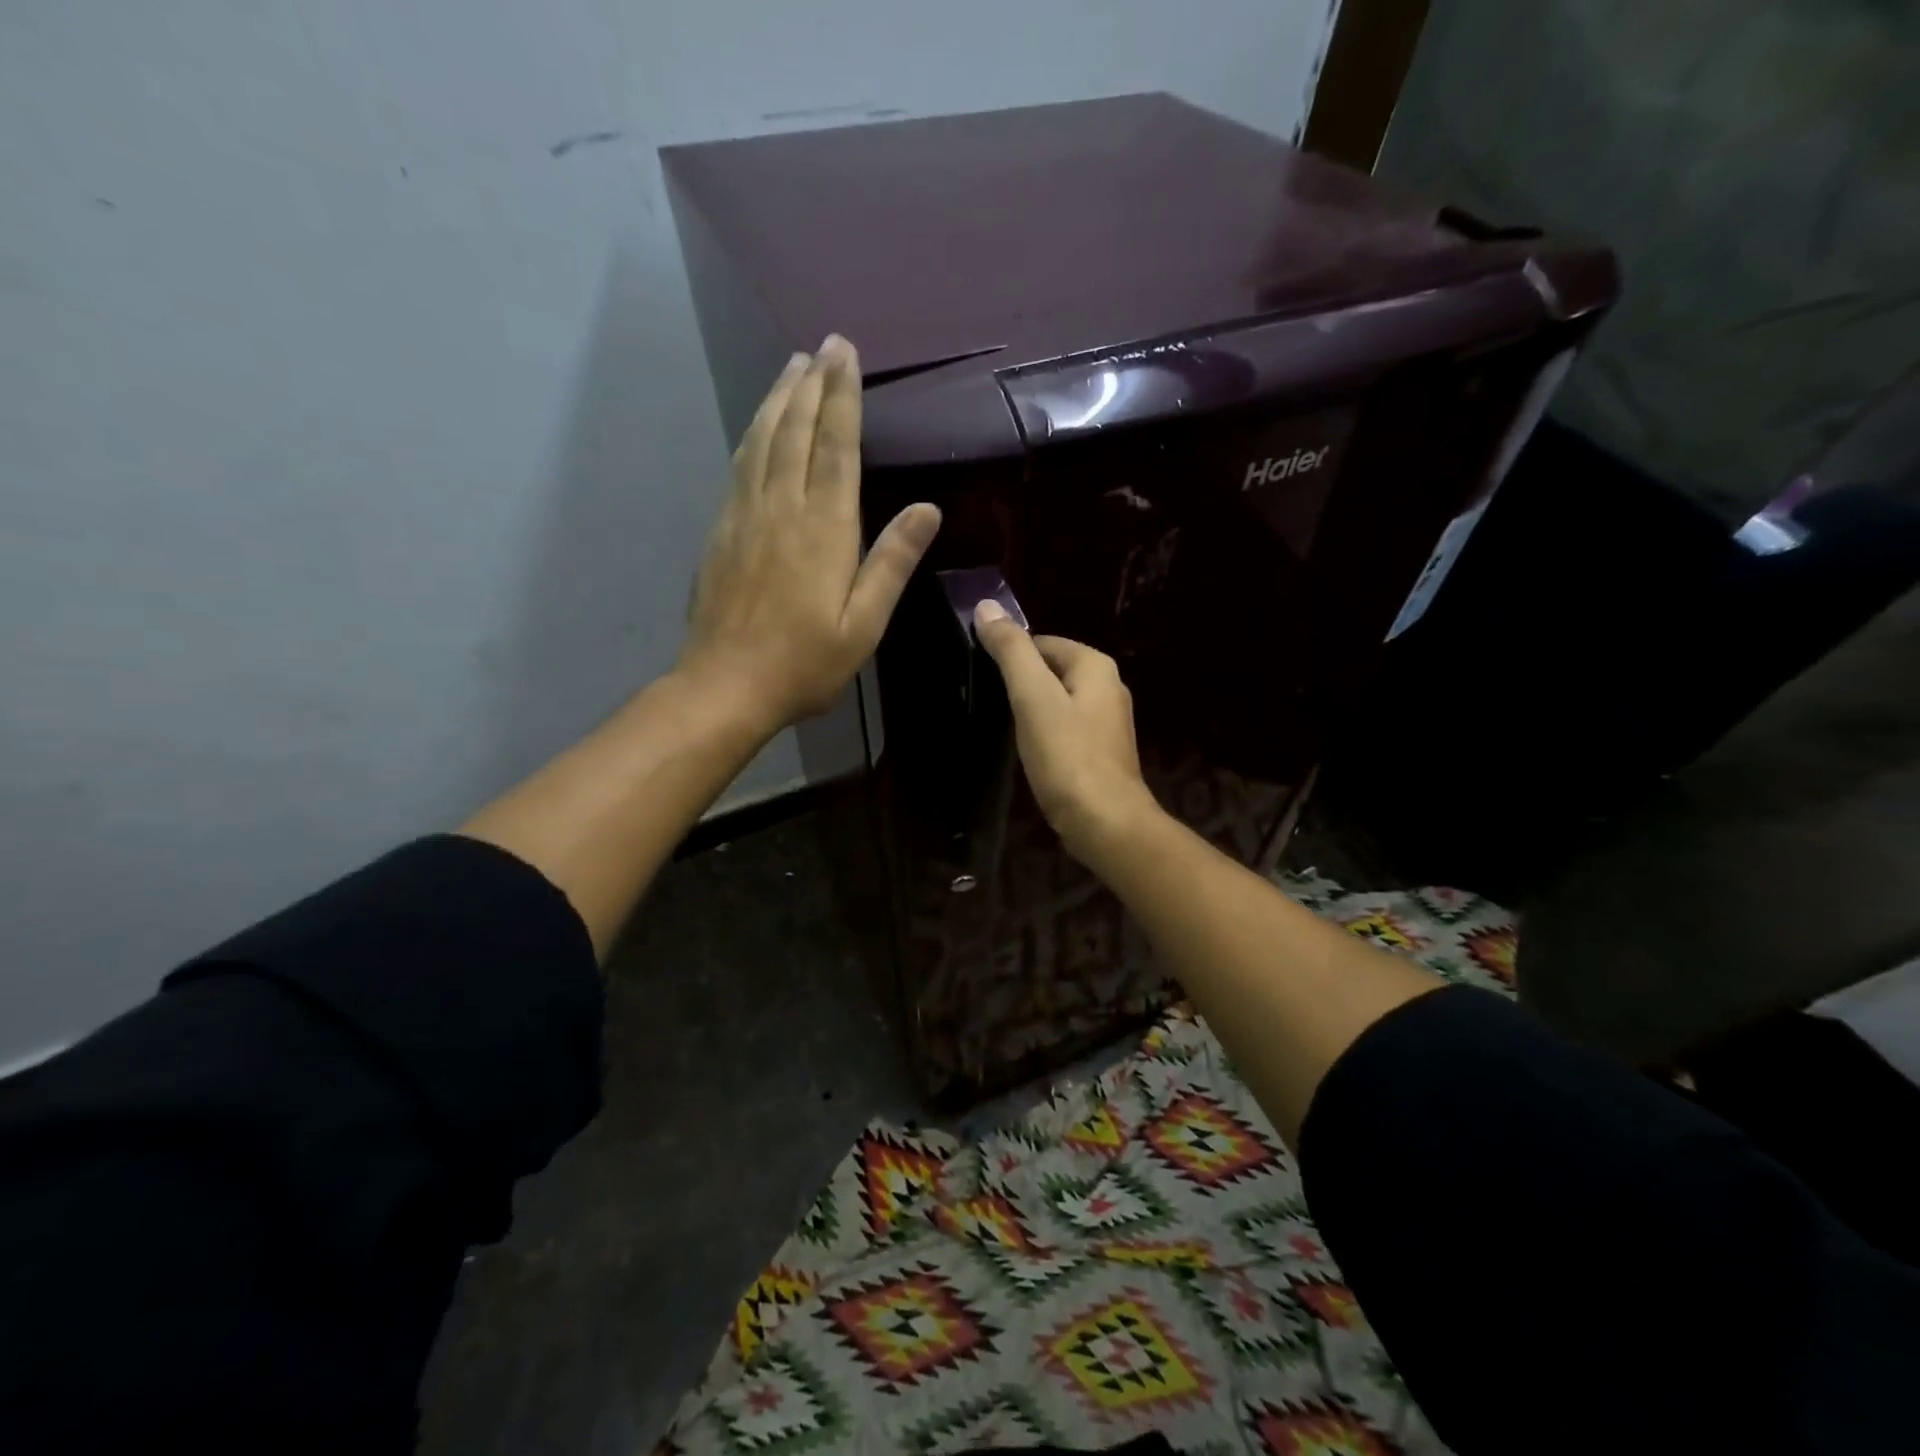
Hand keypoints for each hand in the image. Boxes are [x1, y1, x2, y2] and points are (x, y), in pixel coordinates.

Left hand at [679, 336, 940, 734]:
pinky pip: (740, 466)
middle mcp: (781, 508)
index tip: (844, 354)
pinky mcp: (721, 530)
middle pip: (797, 432)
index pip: (836, 447)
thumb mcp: (863, 624)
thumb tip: (927, 510)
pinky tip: (759, 425)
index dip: (842, 397)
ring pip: (762, 441)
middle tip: (823, 345)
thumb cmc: (805, 663)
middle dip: (812, 384)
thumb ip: (891, 563)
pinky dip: (753, 434)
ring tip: (792, 367)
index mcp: (823, 528)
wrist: (725, 685)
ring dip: (779, 399)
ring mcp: (745, 516)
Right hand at [972, 602, 1162, 860]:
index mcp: (1096, 665)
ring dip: (1033, 710)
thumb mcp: (1033, 697)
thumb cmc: (1067, 756)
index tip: (984, 677)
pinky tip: (1032, 752)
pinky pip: (1067, 729)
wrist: (1105, 823)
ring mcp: (1109, 722)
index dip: (1011, 656)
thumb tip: (986, 606)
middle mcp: (1109, 686)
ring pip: (1059, 701)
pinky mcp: (1102, 752)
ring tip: (1008, 729)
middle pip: (1052, 670)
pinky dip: (1047, 734)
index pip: (1042, 642)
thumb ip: (1011, 651)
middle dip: (1022, 684)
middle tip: (992, 704)